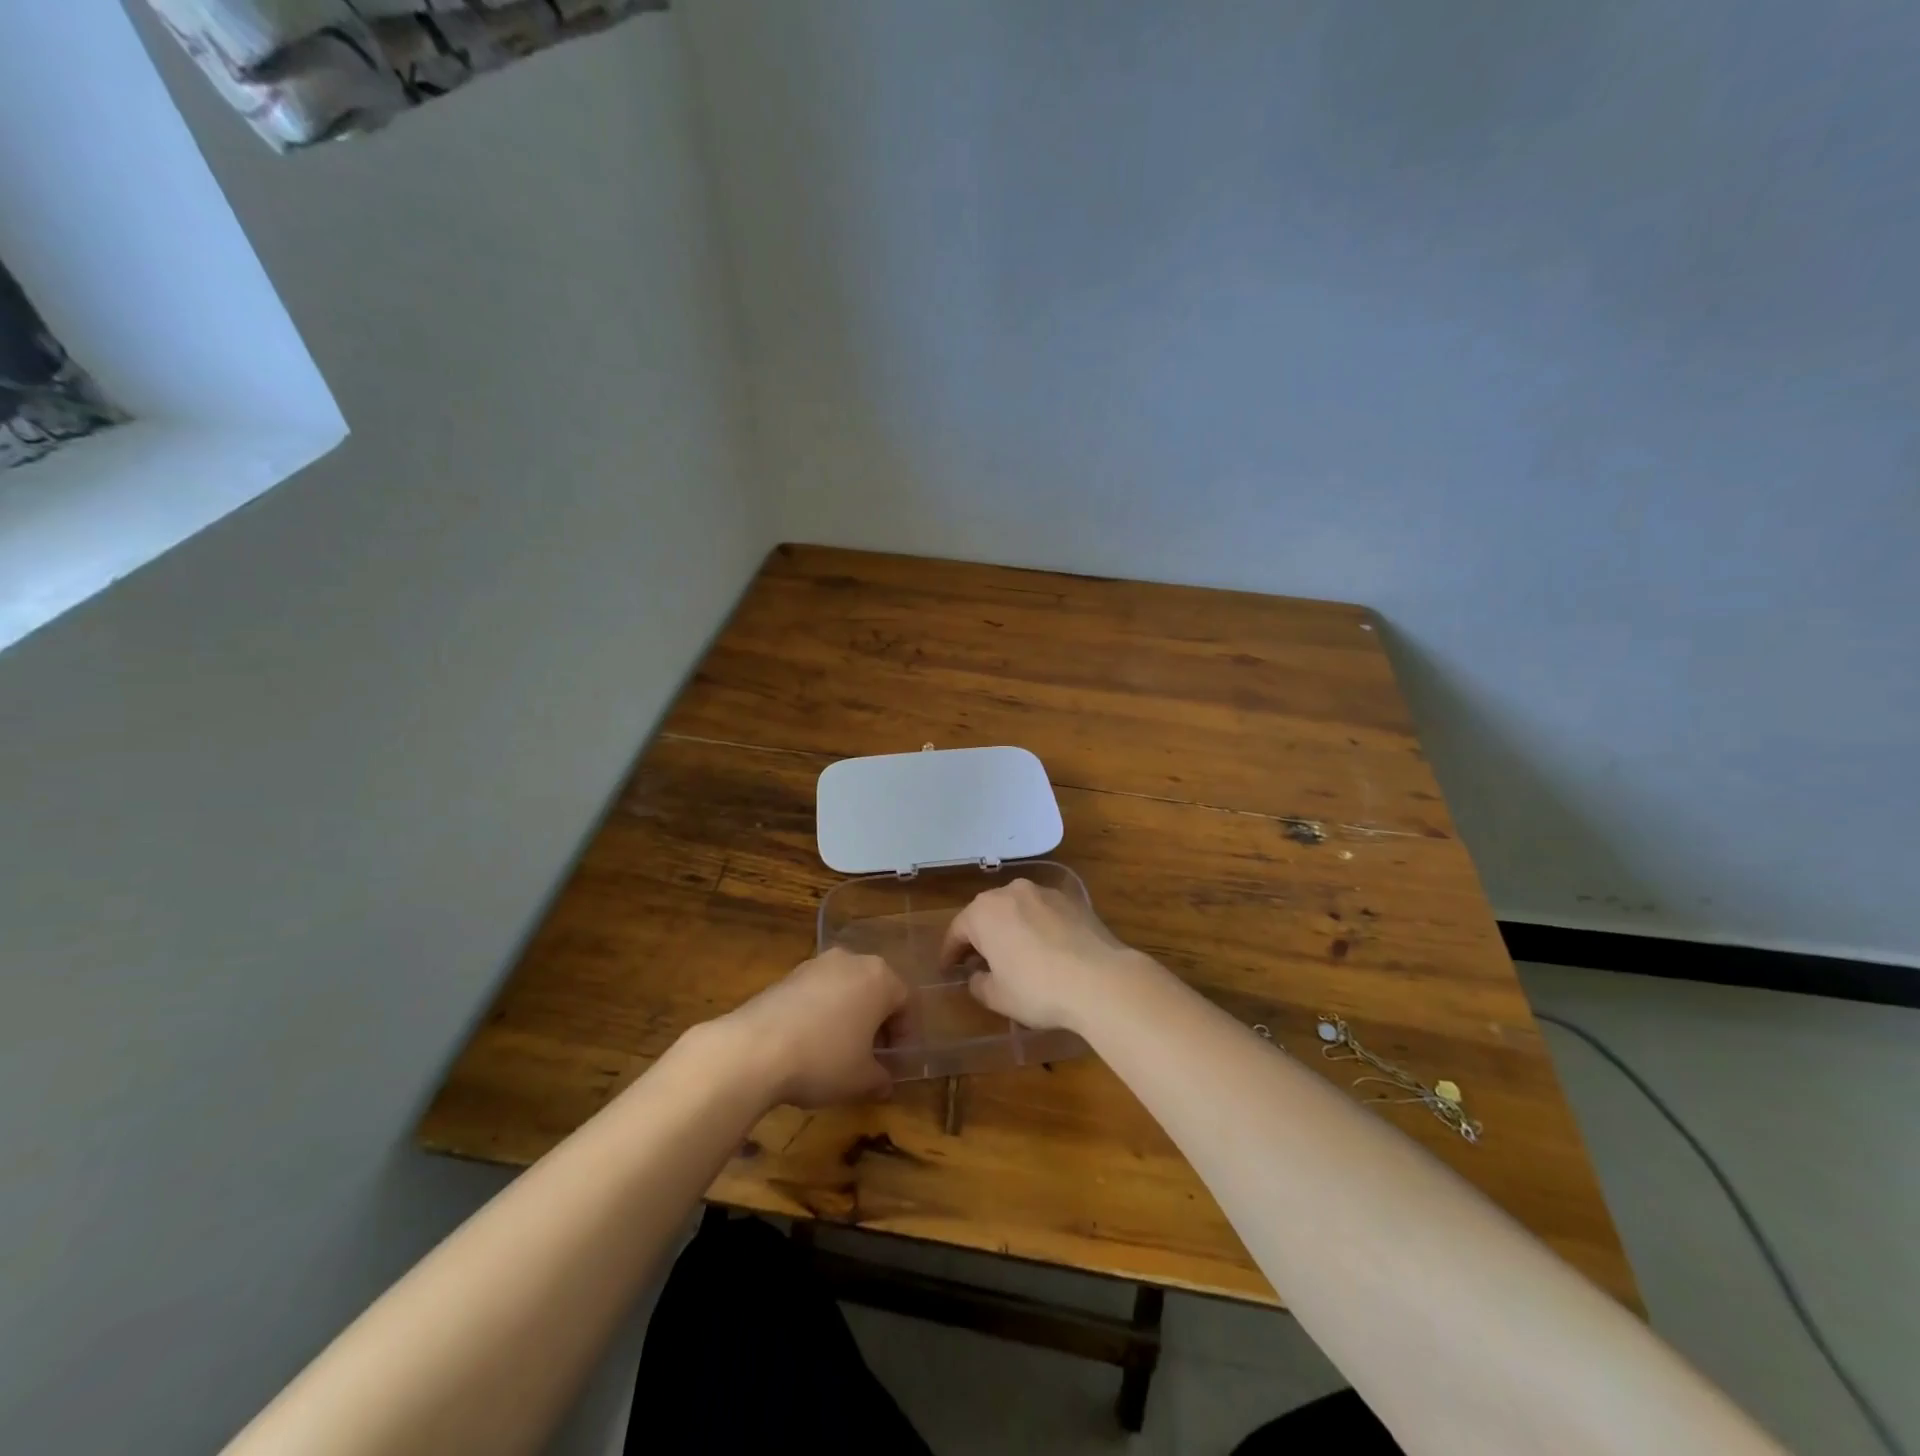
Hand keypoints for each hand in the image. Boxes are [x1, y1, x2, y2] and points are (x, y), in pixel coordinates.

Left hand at [719, 949, 908, 1107]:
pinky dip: (820, 1014)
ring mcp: (816, 964)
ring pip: (844, 989)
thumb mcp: (861, 1079)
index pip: (906, 1002)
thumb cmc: (823, 1059)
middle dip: (877, 1022)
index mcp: (879, 977)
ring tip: (838, 1051)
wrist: (754, 1049)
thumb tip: (885, 1082)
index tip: (896, 1062)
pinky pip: (816, 993)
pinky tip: (809, 1044)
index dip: (905, 1035)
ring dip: (847, 1016)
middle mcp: (851, 961)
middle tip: (872, 1055)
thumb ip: (880, 1078)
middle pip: (875, 989)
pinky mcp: (787, 975)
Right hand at [941, 878, 1141, 1033]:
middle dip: (980, 935)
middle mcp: (1011, 892)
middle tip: (978, 961)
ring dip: (1009, 927)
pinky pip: (1043, 911)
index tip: (948, 970)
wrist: (1100, 979)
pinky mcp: (1072, 900)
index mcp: (984, 912)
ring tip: (1013, 952)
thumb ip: (979, 984)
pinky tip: (1045, 948)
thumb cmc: (1038, 989)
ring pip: (1016, 908)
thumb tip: (977, 976)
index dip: (950, 952)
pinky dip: (1037, 926)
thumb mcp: (998, 996)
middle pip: (986, 912)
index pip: (957, 930)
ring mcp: (1044, 892)